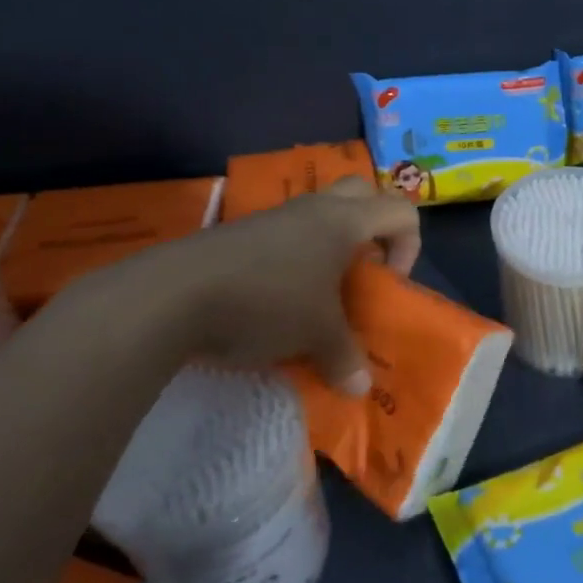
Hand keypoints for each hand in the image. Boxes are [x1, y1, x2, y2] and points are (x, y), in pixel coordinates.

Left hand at [62, 178, 419, 393]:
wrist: (173, 294)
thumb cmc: (267, 302)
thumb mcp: (315, 335)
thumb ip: (345, 357)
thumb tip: (360, 388)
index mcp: (343, 221)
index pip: (401, 211)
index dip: (408, 246)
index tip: (387, 284)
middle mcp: (313, 209)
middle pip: (362, 194)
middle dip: (374, 227)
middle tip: (363, 269)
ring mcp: (273, 217)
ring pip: (319, 213)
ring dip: (331, 244)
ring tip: (320, 291)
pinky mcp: (240, 233)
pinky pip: (284, 233)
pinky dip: (295, 257)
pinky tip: (278, 299)